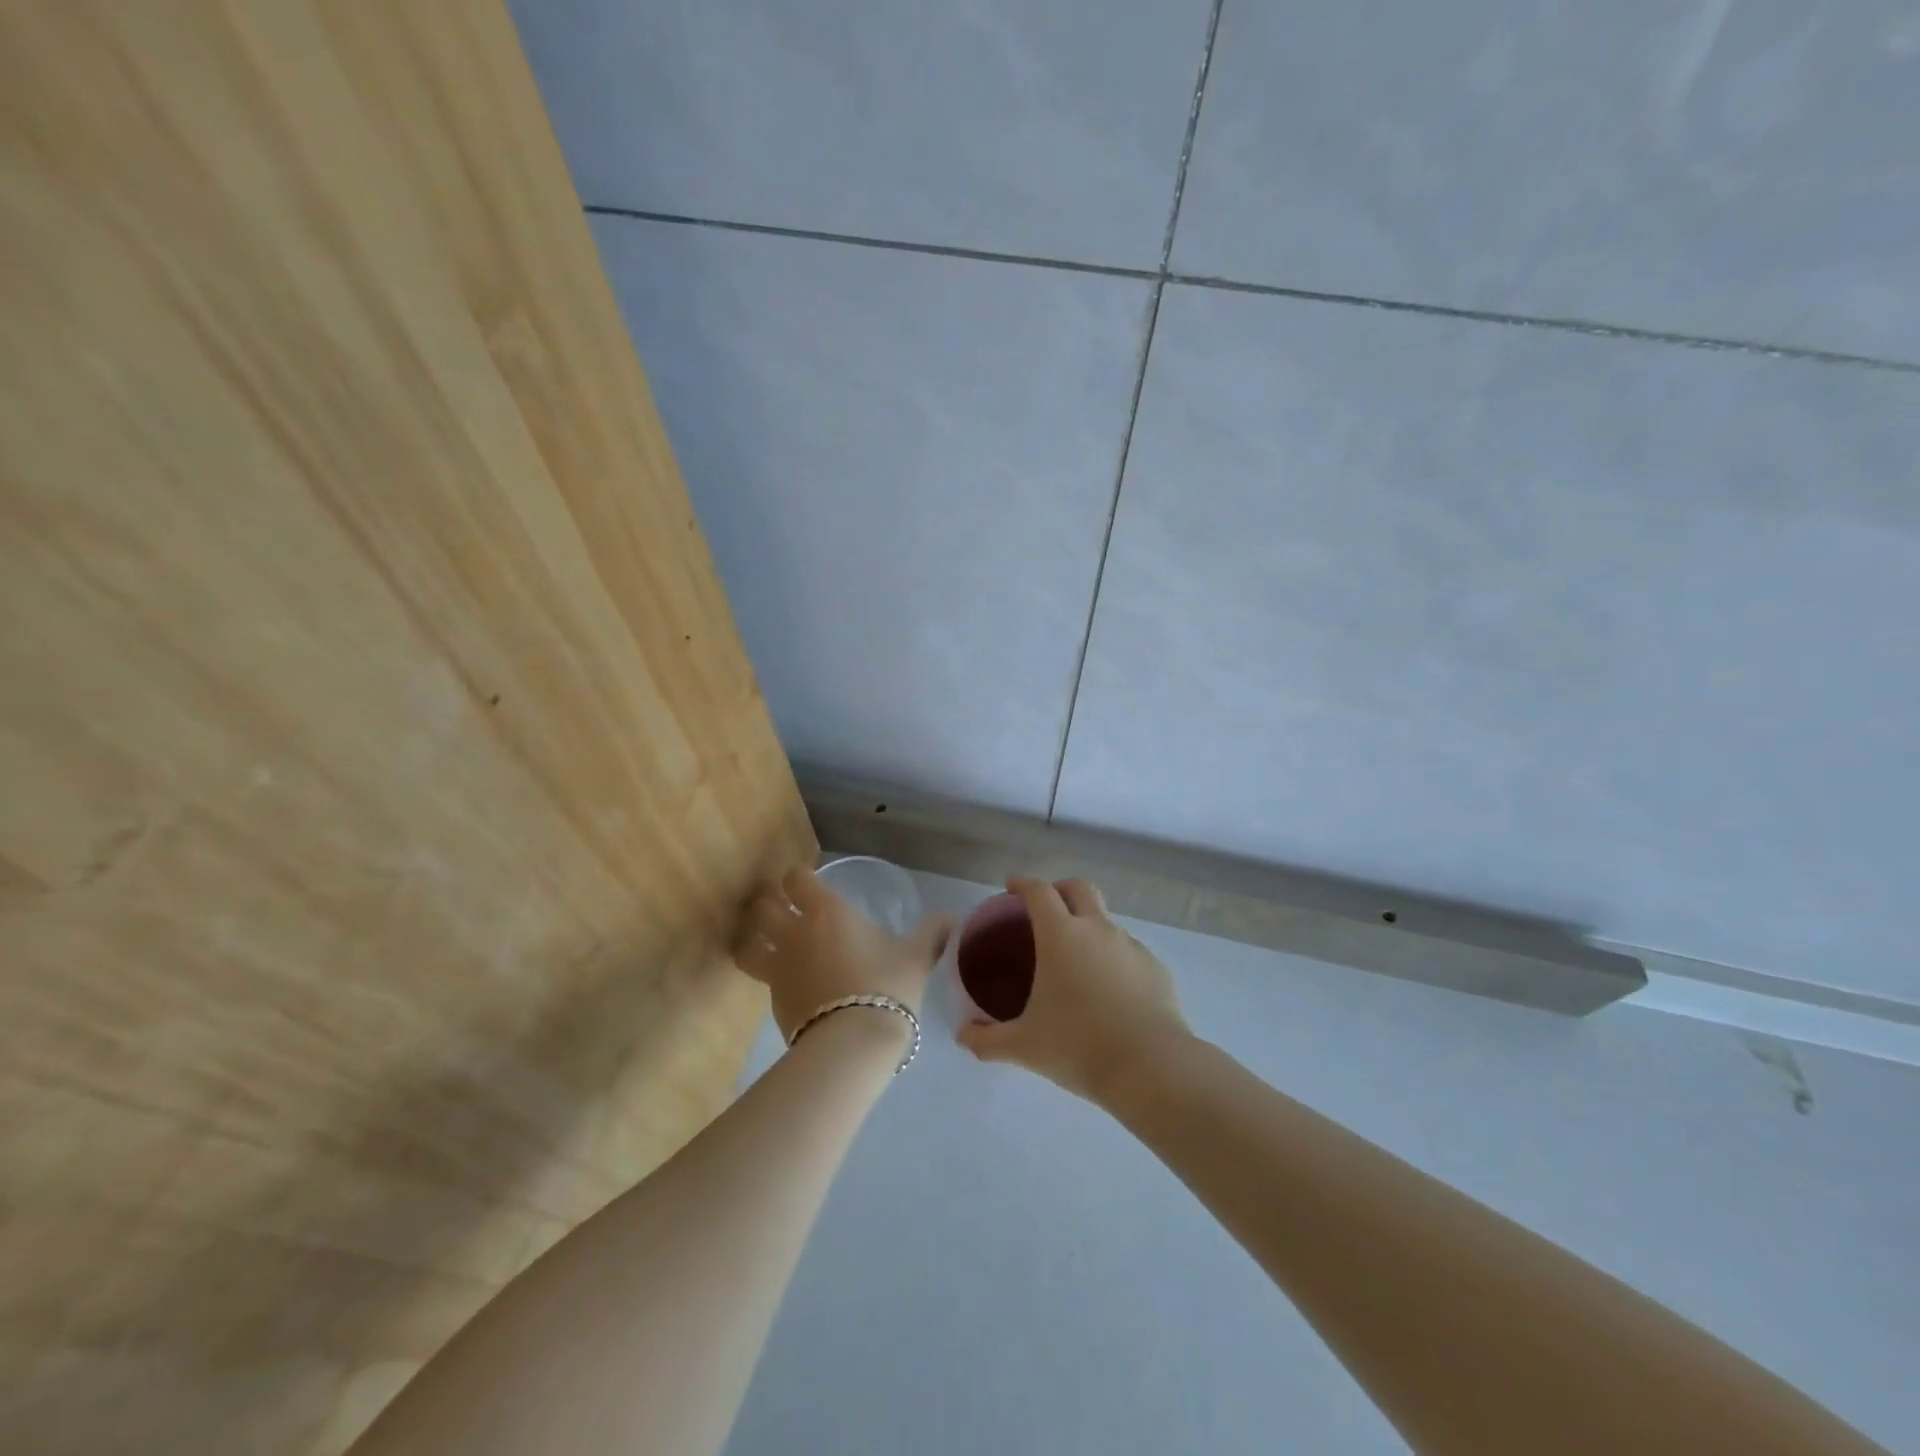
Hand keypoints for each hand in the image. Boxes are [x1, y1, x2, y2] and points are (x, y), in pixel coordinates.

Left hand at [734, 865, 954, 1040]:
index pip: (796, 879)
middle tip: (786, 912)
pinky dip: (770, 979)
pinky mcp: (773, 1002)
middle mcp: (795, 933)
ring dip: (756, 942)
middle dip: (770, 906)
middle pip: (763, 907)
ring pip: (749, 946)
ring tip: (770, 948)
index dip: (799, 879)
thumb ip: (932, 933)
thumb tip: (954, 919)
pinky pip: (763, 981)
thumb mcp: (917, 957)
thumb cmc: (887, 986)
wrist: (854, 1042)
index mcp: (827, 912)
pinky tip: (790, 987)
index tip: (810, 886)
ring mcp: (778, 969)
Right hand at [957, 877, 1188, 1102]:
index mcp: (1061, 935)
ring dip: (1087, 926)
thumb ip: (987, 1040)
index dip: (1023, 884)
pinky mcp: (1155, 968)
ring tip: (1075, 960)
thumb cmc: (1078, 1046)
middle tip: (1044, 909)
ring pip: (1105, 920)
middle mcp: (1097, 929)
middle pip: (1078, 888)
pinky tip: (1107, 990)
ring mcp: (1131, 946)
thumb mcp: (1024, 1046)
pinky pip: (1127, 951)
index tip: (1011, 888)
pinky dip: (1112, 957)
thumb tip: (962, 1036)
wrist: (1152, 1068)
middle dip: (1059, 889)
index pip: (1039, 891)